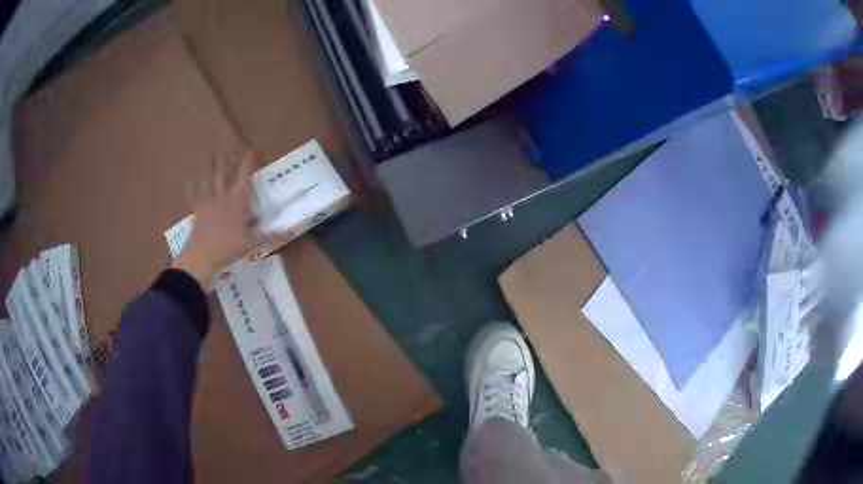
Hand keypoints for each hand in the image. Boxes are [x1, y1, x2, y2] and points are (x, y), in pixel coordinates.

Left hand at [173, 152, 263, 288]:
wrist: (203, 256)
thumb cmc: (228, 248)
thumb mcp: (251, 243)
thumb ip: (268, 236)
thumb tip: (287, 233)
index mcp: (238, 203)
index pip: (244, 179)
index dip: (247, 164)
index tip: (249, 152)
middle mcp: (223, 198)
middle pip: (223, 175)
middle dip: (224, 162)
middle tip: (224, 150)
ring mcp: (209, 203)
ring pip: (209, 181)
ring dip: (210, 168)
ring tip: (211, 157)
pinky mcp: (198, 211)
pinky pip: (194, 196)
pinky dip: (191, 187)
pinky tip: (189, 180)